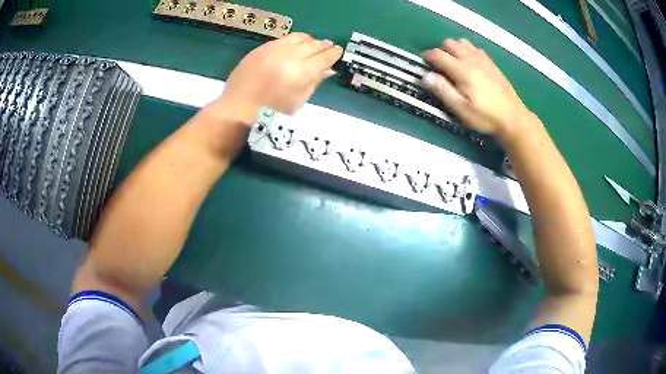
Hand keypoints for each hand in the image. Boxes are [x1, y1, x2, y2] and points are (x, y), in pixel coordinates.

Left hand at [214, 32, 342, 124]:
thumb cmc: (271, 114)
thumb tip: (329, 70)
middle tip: (329, 47)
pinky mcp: (260, 49)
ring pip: (298, 37)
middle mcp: (289, 56)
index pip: (324, 57)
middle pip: (312, 44)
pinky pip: (282, 40)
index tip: (339, 51)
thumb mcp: (298, 102)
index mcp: (301, 73)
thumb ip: (314, 82)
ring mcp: (273, 50)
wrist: (237, 110)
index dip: (334, 53)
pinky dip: (292, 41)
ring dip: (308, 40)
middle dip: (323, 45)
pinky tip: (293, 47)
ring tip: (312, 45)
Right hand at [421, 39, 533, 140]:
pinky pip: (475, 48)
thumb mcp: (461, 109)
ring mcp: (483, 59)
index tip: (423, 64)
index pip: (438, 54)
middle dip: (441, 51)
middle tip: (440, 67)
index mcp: (462, 70)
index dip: (427, 56)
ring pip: (463, 43)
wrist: (513, 118)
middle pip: (450, 43)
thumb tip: (426, 75)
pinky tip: (470, 64)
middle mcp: (471, 59)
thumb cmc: (485, 116)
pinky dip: (467, 51)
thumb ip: (443, 90)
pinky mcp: (491, 63)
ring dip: (455, 49)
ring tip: (454, 64)